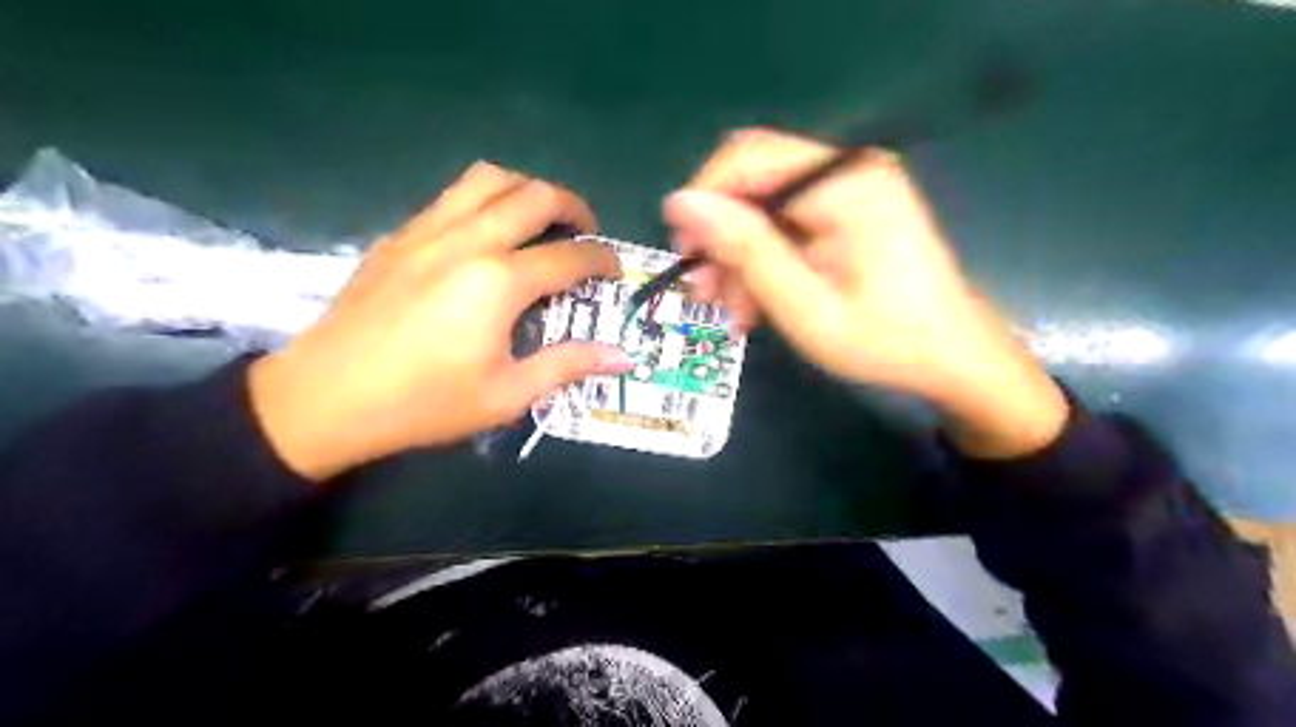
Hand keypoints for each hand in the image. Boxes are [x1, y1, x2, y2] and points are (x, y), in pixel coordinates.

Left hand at [247, 162, 633, 478]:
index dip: (602, 260)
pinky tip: (487, 234)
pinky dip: (486, 200)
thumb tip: (624, 355)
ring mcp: (428, 231)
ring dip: (527, 189)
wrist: (325, 398)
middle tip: (585, 233)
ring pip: (489, 178)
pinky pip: (453, 195)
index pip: (570, 256)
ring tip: (540, 220)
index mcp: (498, 282)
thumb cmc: (423, 404)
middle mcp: (468, 241)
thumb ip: (568, 365)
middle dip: (573, 207)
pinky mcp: (399, 235)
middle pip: (535, 195)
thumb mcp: (507, 395)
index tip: (615, 271)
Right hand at [662, 129, 1067, 458]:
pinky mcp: (850, 210)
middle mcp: (847, 170)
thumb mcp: (802, 304)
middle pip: (755, 181)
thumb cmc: (883, 340)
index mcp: (843, 182)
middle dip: (721, 235)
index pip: (748, 159)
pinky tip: (757, 303)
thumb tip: (680, 202)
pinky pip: (788, 224)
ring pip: (765, 207)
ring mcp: (851, 189)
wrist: (953, 358)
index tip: (683, 253)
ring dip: (740, 256)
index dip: (703, 199)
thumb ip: (744, 248)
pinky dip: (766, 260)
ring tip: (731, 311)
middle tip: (704, 292)